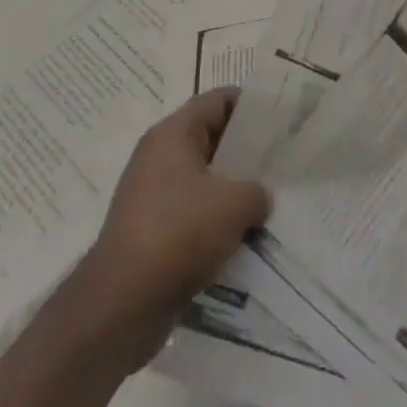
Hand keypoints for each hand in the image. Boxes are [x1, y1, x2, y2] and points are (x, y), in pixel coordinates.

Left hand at [76, 88, 269, 366]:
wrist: (121, 306)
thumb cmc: (179, 233)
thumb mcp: (236, 203)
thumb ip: (258, 190)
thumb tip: (259, 197)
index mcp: (173, 134)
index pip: (220, 100)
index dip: (254, 105)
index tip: (284, 120)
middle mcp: (158, 157)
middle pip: (213, 140)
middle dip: (248, 152)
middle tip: (284, 162)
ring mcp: (152, 197)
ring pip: (205, 181)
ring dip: (234, 192)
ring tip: (271, 202)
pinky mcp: (151, 233)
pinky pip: (194, 215)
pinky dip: (218, 223)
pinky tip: (246, 237)